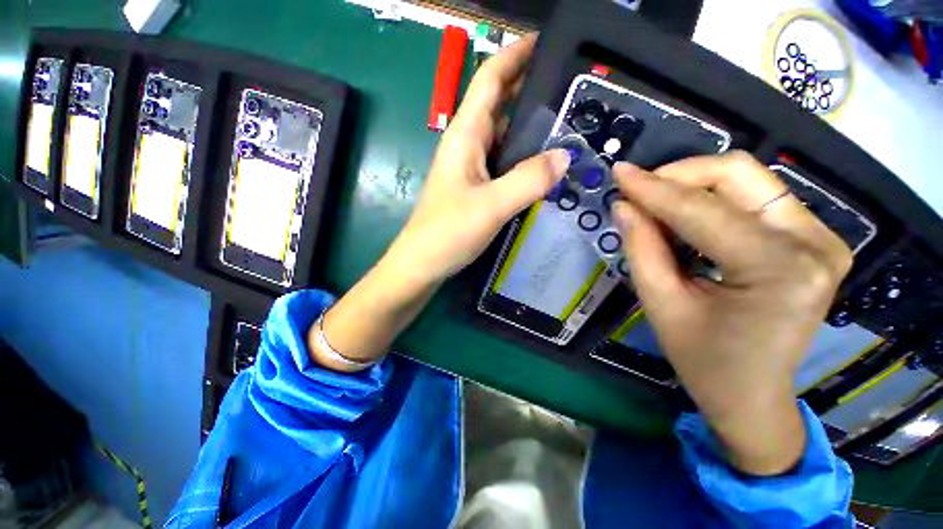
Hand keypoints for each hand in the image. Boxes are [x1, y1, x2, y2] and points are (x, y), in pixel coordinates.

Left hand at [386, 33, 568, 286]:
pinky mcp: (473, 188)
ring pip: (502, 136)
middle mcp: (466, 145)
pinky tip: (541, 164)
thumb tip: (564, 156)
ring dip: (528, 126)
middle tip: (570, 87)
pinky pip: (501, 162)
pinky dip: (521, 156)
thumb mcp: (491, 205)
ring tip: (565, 122)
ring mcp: (469, 169)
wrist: (422, 263)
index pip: (490, 80)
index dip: (515, 55)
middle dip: (529, 88)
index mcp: (465, 136)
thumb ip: (529, 180)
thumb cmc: (448, 232)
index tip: (545, 41)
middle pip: (499, 105)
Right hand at [610, 152, 852, 474]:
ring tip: (655, 206)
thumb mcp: (661, 305)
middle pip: (738, 174)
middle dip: (678, 176)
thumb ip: (641, 249)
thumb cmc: (704, 361)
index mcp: (779, 269)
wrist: (752, 394)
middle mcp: (813, 242)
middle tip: (638, 189)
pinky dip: (712, 200)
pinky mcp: (812, 238)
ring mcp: (820, 237)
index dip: (652, 188)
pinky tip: (684, 218)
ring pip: (747, 180)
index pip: (702, 210)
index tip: (618, 172)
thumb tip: (623, 205)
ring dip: (692, 186)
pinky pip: (755, 198)